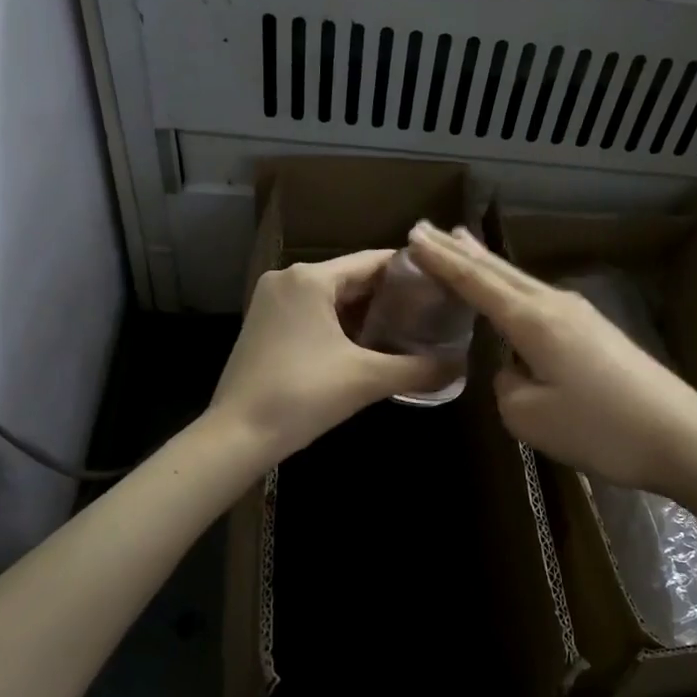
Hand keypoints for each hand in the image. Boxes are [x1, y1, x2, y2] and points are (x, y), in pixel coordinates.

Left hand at [208, 250, 448, 466]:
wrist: (237, 435)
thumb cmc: (303, 396)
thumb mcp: (367, 379)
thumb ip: (418, 368)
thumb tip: (459, 366)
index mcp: (311, 278)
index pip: (373, 261)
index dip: (411, 272)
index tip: (442, 285)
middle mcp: (288, 279)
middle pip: (351, 277)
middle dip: (390, 296)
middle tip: (431, 311)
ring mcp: (271, 302)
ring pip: (331, 297)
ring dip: (365, 312)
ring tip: (407, 328)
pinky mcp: (264, 325)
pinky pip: (312, 313)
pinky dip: (340, 325)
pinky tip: (367, 344)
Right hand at [407, 224, 696, 543]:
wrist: (681, 437)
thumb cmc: (600, 429)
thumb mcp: (530, 417)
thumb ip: (506, 385)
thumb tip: (515, 371)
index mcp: (533, 320)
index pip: (476, 282)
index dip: (442, 261)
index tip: (412, 238)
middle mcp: (555, 305)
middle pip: (499, 271)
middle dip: (461, 251)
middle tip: (427, 230)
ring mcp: (581, 315)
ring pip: (520, 280)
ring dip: (487, 264)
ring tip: (461, 244)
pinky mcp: (596, 332)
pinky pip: (539, 299)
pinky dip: (512, 287)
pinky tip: (508, 291)